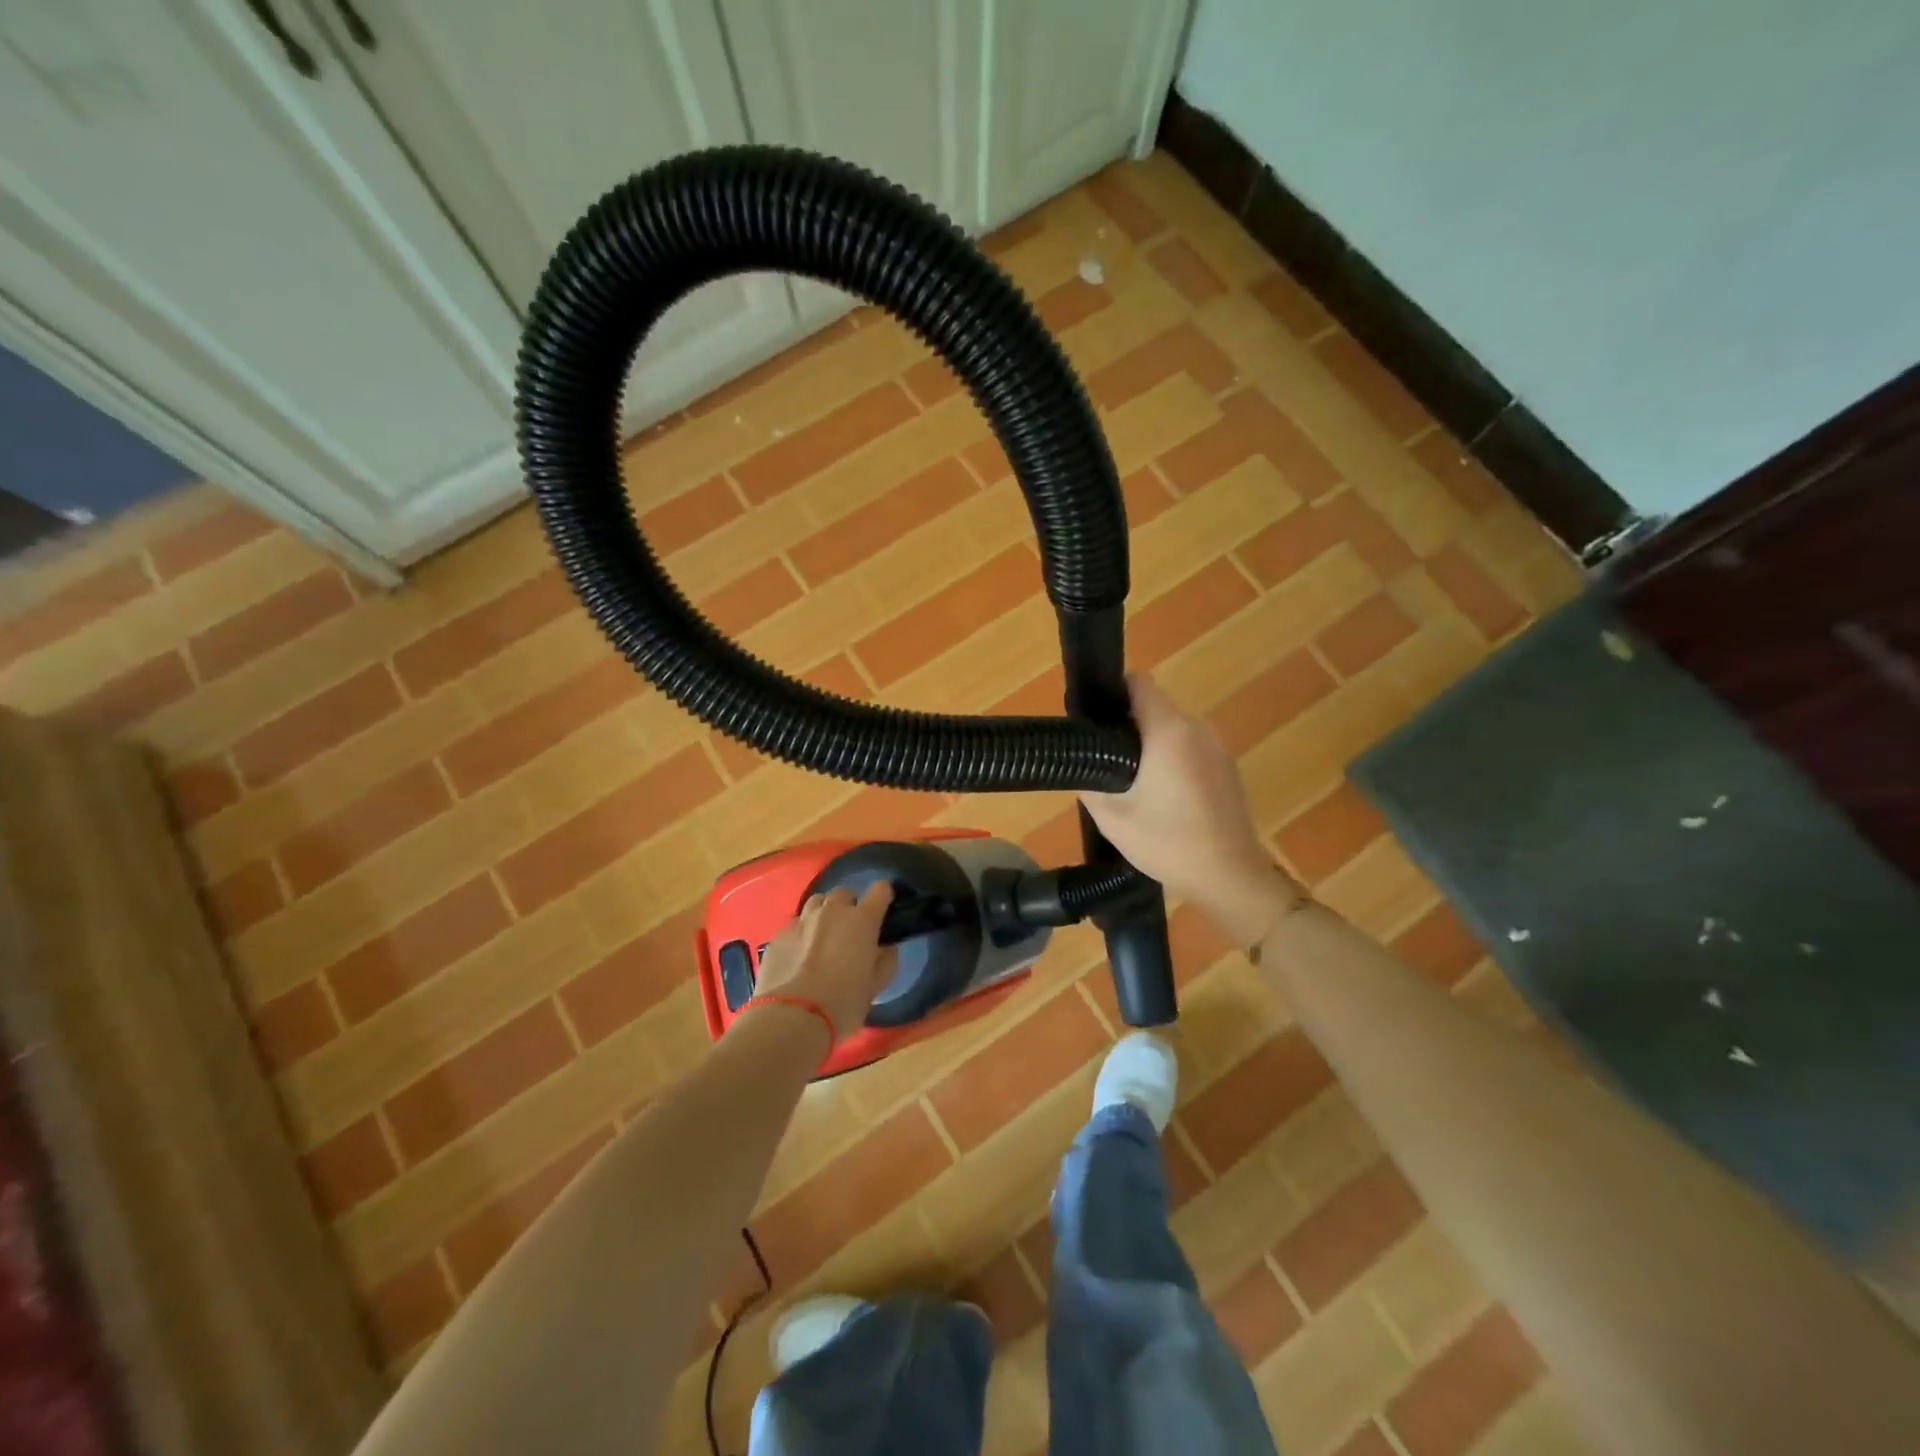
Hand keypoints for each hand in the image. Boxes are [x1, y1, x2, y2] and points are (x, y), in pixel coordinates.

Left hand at [753, 883, 897, 1041]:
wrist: (793, 1018)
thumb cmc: (844, 1003)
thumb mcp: (875, 987)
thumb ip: (885, 962)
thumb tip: (887, 949)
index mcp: (862, 920)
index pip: (880, 890)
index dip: (883, 896)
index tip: (883, 908)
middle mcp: (833, 911)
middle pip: (844, 894)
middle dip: (849, 907)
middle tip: (849, 931)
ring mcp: (802, 920)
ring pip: (817, 903)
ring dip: (823, 914)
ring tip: (822, 937)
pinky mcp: (779, 935)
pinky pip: (795, 925)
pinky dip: (801, 934)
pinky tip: (799, 956)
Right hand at [1082, 674, 1302, 945]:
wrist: (1229, 877)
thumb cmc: (1168, 844)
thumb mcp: (1112, 817)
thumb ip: (1090, 781)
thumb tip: (1079, 759)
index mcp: (1169, 731)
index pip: (1139, 682)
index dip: (1112, 692)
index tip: (1094, 716)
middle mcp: (1197, 728)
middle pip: (1154, 707)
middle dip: (1127, 725)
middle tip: (1103, 759)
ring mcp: (1217, 747)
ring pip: (1172, 729)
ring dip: (1150, 744)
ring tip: (1131, 782)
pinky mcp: (1227, 766)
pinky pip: (1190, 747)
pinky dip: (1172, 759)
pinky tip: (1162, 796)